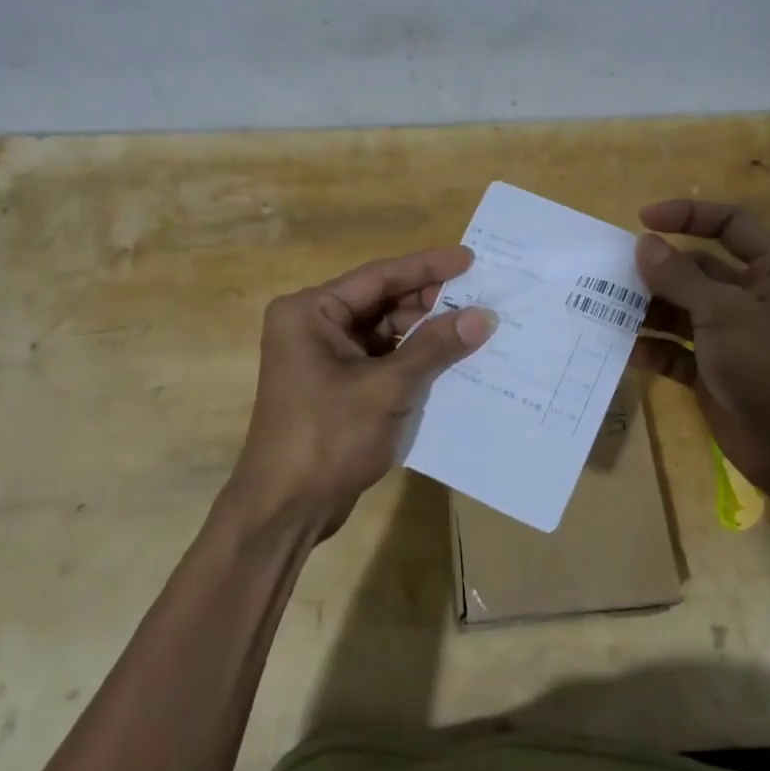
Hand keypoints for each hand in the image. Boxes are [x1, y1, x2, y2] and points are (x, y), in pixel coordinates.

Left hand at [227, 246, 495, 537]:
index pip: (378, 277)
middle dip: (429, 302)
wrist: (285, 510)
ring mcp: (323, 357)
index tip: (470, 260)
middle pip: (381, 302)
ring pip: (385, 332)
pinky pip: (381, 359)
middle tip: (481, 296)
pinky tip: (451, 358)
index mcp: (310, 312)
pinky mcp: (336, 385)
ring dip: (425, 332)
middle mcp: (313, 325)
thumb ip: (434, 347)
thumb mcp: (386, 389)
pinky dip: (413, 359)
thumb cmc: (328, 439)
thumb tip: (483, 316)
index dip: (427, 268)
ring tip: (475, 325)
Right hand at [631, 200, 769, 499]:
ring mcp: (732, 339)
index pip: (730, 225)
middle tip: (612, 271)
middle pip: (698, 271)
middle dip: (658, 270)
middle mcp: (753, 300)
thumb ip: (681, 278)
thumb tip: (644, 244)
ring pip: (683, 312)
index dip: (688, 216)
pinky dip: (653, 349)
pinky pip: (677, 353)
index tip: (642, 220)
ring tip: (608, 308)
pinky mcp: (714, 374)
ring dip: (649, 310)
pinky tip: (625, 349)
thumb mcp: (725, 313)